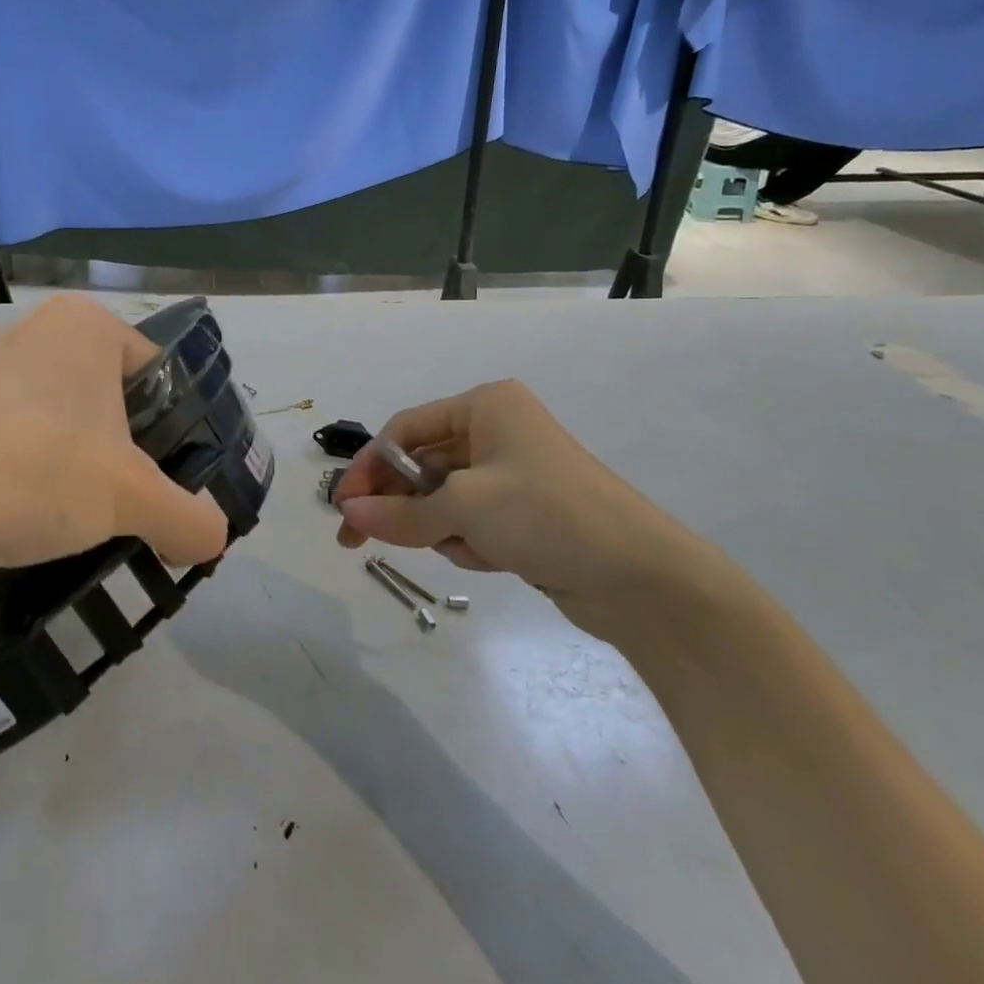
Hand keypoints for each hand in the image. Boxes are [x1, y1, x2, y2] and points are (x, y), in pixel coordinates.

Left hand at [0, 296, 229, 601]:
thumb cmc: (36, 469)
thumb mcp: (131, 498)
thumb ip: (189, 517)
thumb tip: (216, 539)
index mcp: (86, 325)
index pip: (160, 372)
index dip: (178, 429)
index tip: (178, 481)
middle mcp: (38, 337)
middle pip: (114, 402)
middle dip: (130, 457)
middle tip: (140, 508)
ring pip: (67, 429)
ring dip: (85, 475)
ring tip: (92, 525)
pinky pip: (22, 448)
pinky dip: (39, 484)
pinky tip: (39, 527)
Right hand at [333, 380, 725, 632]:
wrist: (641, 577)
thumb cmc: (546, 515)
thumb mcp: (464, 508)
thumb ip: (399, 514)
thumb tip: (347, 513)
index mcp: (485, 406)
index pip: (405, 430)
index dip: (369, 468)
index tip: (342, 507)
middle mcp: (496, 431)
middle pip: (422, 465)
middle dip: (399, 504)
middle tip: (356, 541)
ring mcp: (511, 473)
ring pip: (443, 499)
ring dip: (441, 528)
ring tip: (465, 548)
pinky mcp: (523, 512)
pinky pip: (470, 521)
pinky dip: (468, 541)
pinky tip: (492, 558)